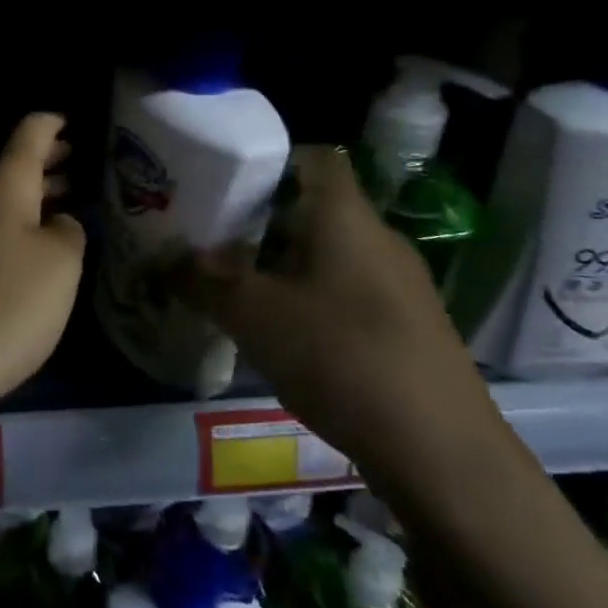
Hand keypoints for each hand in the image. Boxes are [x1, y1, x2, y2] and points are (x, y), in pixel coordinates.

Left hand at [0, 113, 85, 430]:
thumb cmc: (8, 301)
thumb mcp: (61, 262)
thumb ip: (70, 230)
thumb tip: (60, 224)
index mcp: (6, 184)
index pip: (31, 132)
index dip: (56, 122)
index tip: (80, 120)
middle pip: (17, 164)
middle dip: (52, 159)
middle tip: (89, 160)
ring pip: (10, 199)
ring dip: (42, 193)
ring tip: (78, 198)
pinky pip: (2, 230)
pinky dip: (29, 225)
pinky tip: (49, 246)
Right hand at [184, 146, 502, 478]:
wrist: (439, 449)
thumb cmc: (339, 355)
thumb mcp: (252, 314)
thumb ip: (203, 281)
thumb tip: (167, 261)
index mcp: (346, 217)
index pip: (315, 158)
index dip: (272, 160)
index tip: (227, 183)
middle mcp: (378, 240)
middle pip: (315, 210)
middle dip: (262, 222)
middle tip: (213, 239)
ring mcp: (400, 286)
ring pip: (330, 255)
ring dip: (283, 265)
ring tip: (237, 288)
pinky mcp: (408, 329)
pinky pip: (348, 294)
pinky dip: (311, 300)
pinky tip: (282, 335)